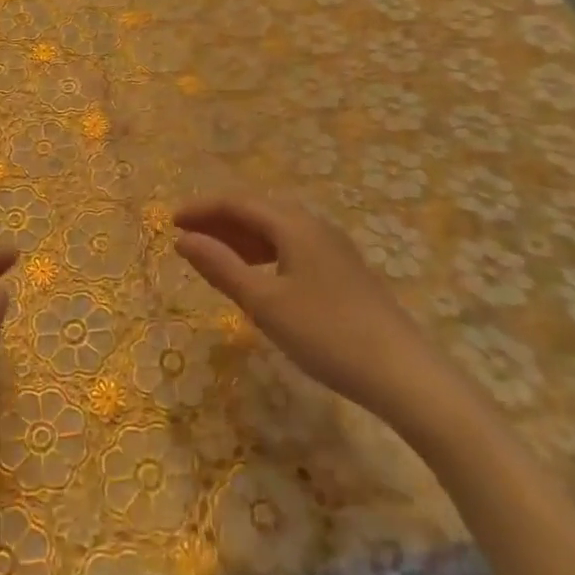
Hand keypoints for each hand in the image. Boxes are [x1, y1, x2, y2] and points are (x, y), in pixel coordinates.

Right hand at [173, 194, 460, 430]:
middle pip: (257, 210)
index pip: (237, 201)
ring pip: (275, 229)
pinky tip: (256, 276)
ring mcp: (332, 247)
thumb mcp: (265, 303)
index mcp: (293, 224)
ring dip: (240, 238)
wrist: (404, 373)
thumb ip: (221, 267)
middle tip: (187, 240)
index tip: (171, 222)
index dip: (202, 208)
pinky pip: (291, 247)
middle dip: (219, 221)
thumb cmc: (326, 334)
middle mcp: (313, 225)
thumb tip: (183, 239)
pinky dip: (263, 253)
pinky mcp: (343, 270)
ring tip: (213, 257)